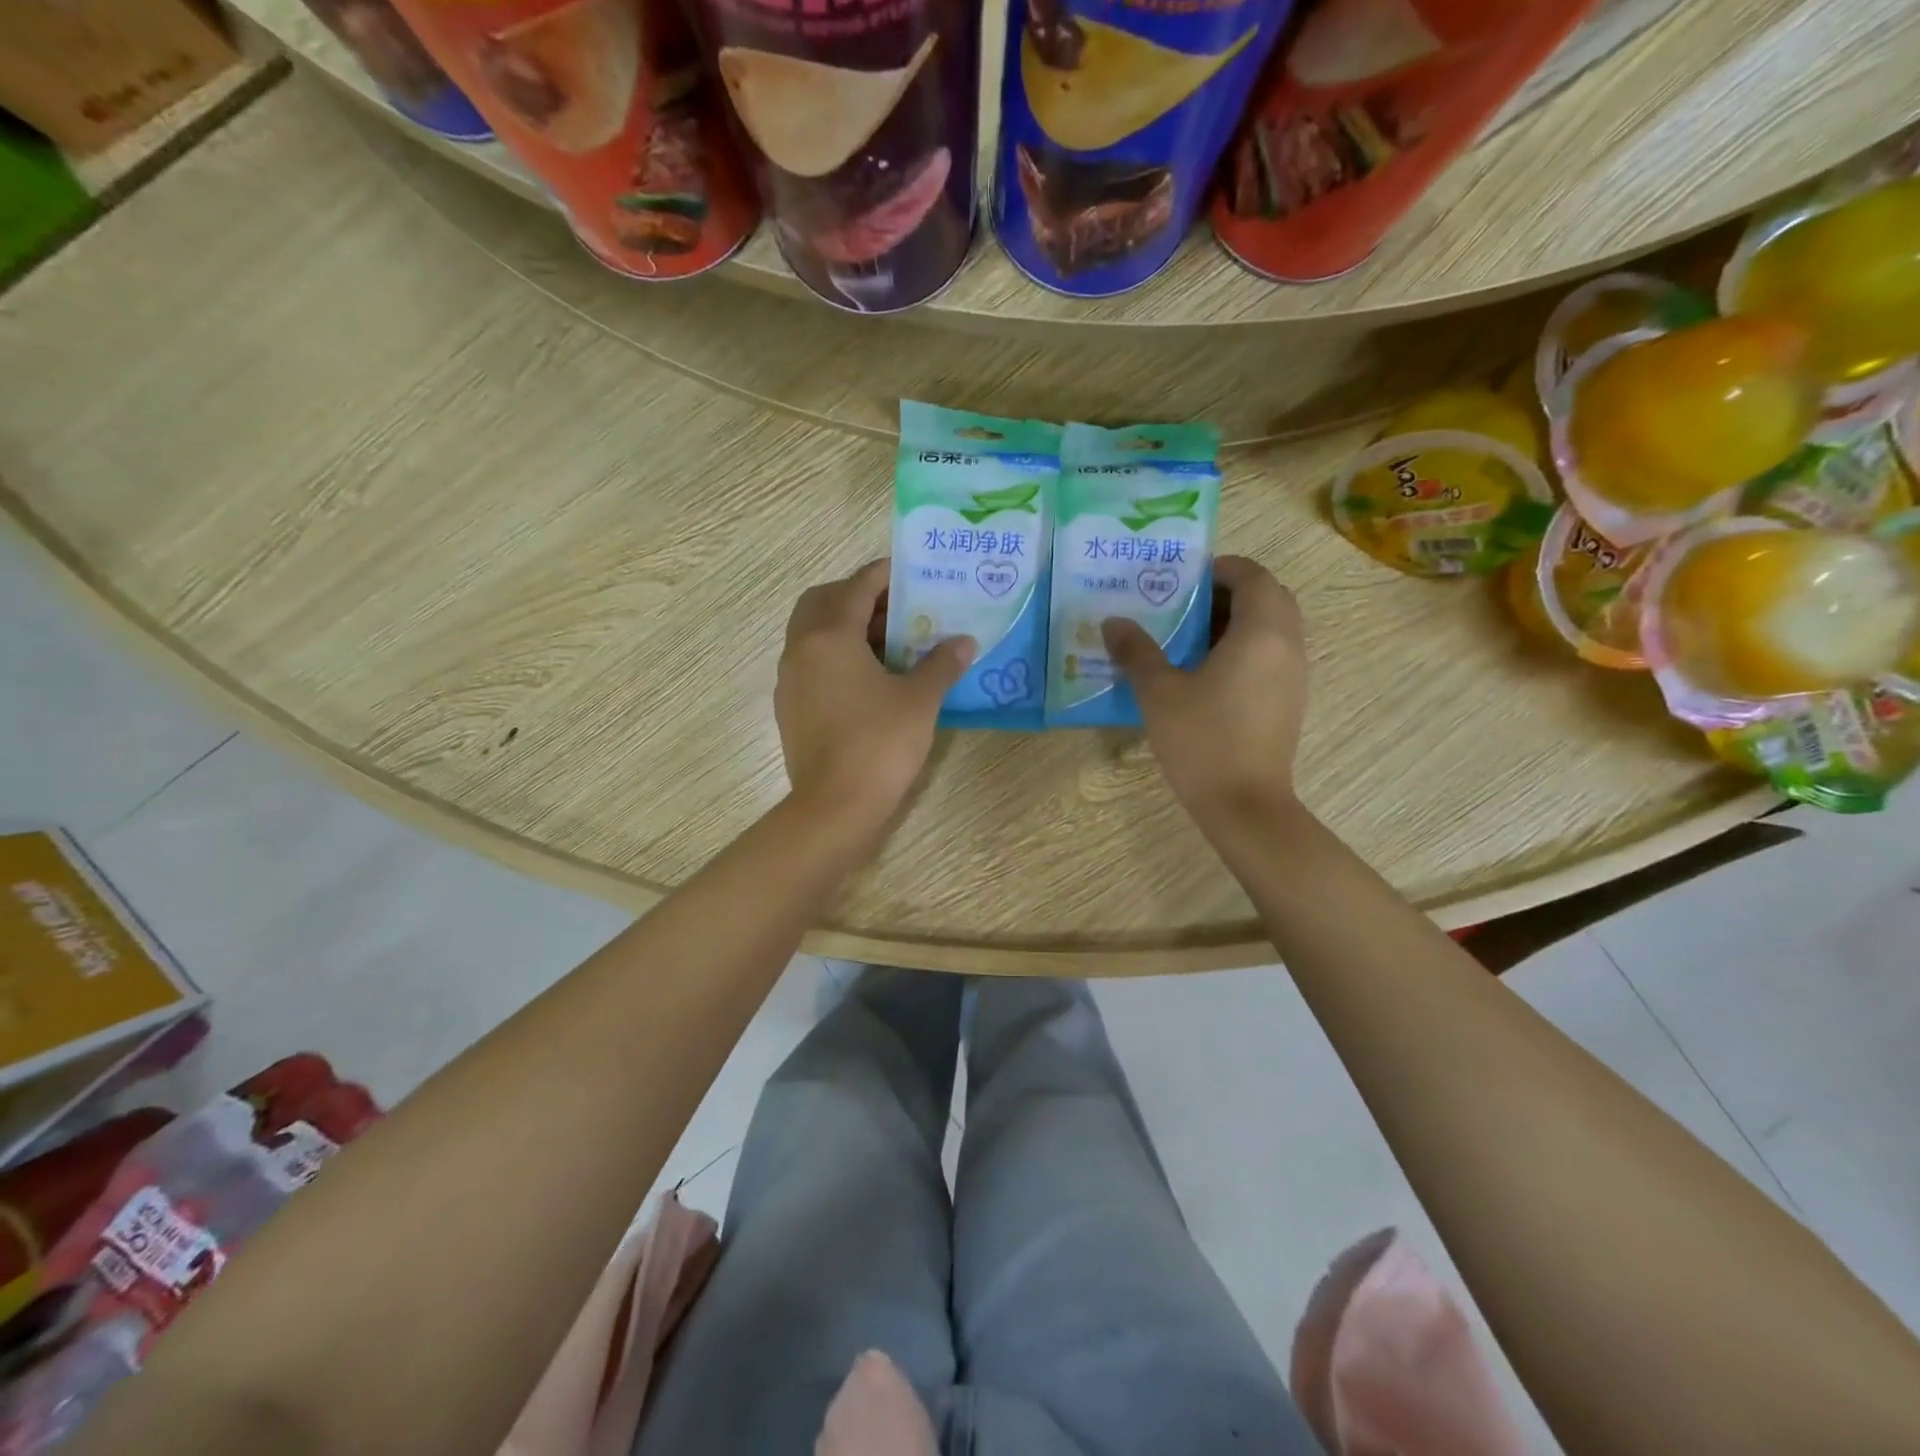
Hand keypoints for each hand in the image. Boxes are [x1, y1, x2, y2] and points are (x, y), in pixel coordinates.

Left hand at [776, 559, 973, 834]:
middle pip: (822, 602)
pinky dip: (834, 655)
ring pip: (812, 633)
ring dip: (844, 626)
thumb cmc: (879, 744)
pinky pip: (810, 663)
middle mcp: (801, 649)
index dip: (884, 575)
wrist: (835, 806)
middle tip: (893, 607)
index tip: (908, 571)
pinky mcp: (790, 707)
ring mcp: (790, 680)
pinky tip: (867, 677)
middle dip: (856, 596)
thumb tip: (963, 642)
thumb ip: (941, 664)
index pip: (856, 587)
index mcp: (829, 636)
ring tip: (886, 641)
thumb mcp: (919, 700)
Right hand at [1103, 555, 1306, 825]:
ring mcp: (1294, 675)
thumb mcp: (1159, 693)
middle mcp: (1287, 645)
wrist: (1244, 804)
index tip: (1185, 577)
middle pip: (1269, 597)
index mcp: (1261, 632)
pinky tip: (1207, 672)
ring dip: (1238, 620)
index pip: (1253, 576)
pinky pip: (1273, 654)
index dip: (1221, 569)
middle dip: (1230, 592)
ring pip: (1273, 627)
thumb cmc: (1202, 740)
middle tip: (1186, 604)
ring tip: (1190, 636)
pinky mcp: (1289, 700)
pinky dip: (1246, 647)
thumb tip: (1113, 622)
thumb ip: (1137, 651)